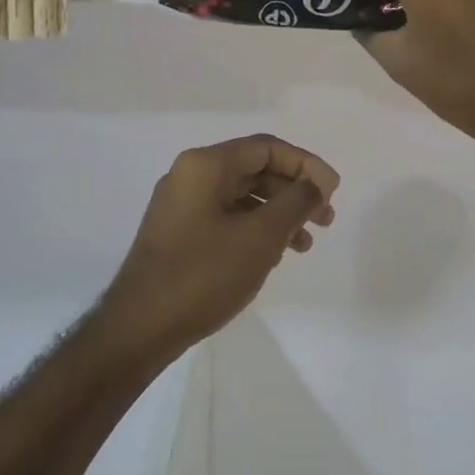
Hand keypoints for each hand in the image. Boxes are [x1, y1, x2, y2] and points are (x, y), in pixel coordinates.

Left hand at [100, 135, 339, 357]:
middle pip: (255, 169)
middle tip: (326, 220)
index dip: (306, 165)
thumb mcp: (260, 237)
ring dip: (278, 214)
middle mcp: (190, 175)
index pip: (266, 148)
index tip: (334, 191)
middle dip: (294, 191)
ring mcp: (182, 204)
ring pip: (242, 196)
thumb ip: (295, 203)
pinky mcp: (179, 232)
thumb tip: (316, 183)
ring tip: (304, 245)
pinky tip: (273, 256)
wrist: (140, 327)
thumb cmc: (203, 275)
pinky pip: (227, 217)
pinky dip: (255, 229)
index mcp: (205, 165)